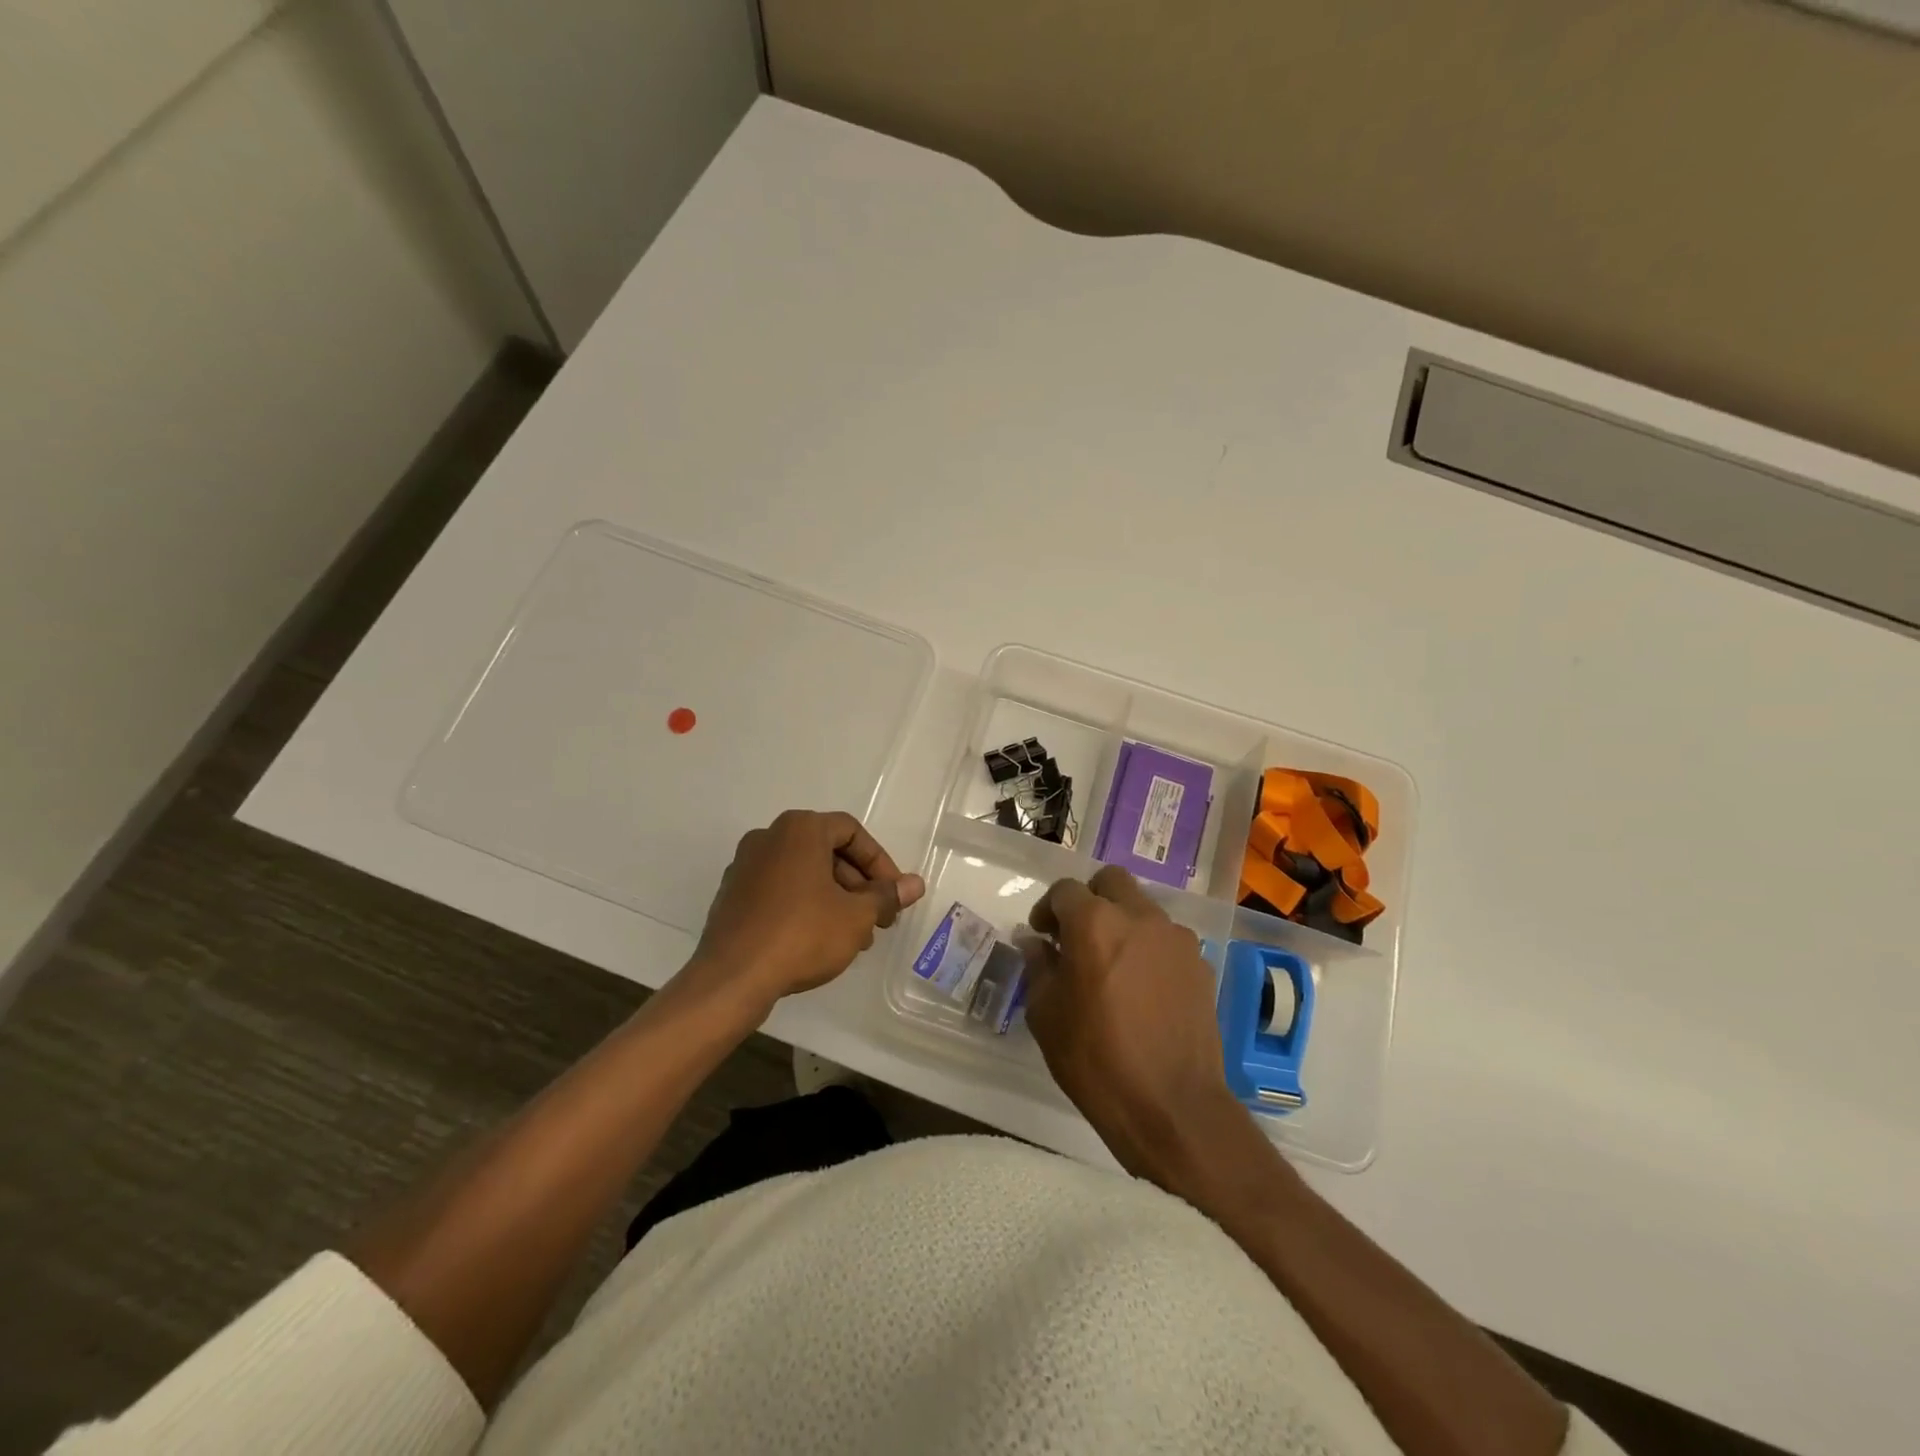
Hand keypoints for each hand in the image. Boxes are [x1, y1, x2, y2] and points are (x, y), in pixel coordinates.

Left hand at [685, 809, 924, 1017]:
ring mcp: (745, 866)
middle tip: (878, 918)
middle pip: (827, 851)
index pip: (852, 832)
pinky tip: (820, 941)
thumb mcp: (856, 916)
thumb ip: (886, 896)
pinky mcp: (732, 895)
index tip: (893, 895)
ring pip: (804, 873)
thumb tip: (915, 884)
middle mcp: (769, 837)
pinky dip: (805, 906)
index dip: (880, 862)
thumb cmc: (802, 934)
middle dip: (858, 885)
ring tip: (855, 936)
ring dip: (835, 899)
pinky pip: (780, 890)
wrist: (732, 978)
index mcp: (799, 829)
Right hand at [1024, 865, 1245, 1180]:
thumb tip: (1035, 942)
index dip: (1048, 909)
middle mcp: (1140, 917)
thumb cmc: (1095, 1059)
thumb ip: (1038, 966)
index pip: (1065, 890)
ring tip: (1111, 965)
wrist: (1172, 1107)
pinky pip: (1167, 941)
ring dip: (1122, 923)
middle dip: (1089, 899)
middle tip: (1077, 936)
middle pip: (1111, 882)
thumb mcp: (1046, 1014)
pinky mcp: (1200, 965)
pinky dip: (1149, 950)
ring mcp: (1176, 939)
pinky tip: (1142, 989)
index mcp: (1095, 922)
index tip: (1042, 935)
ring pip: (1143, 908)